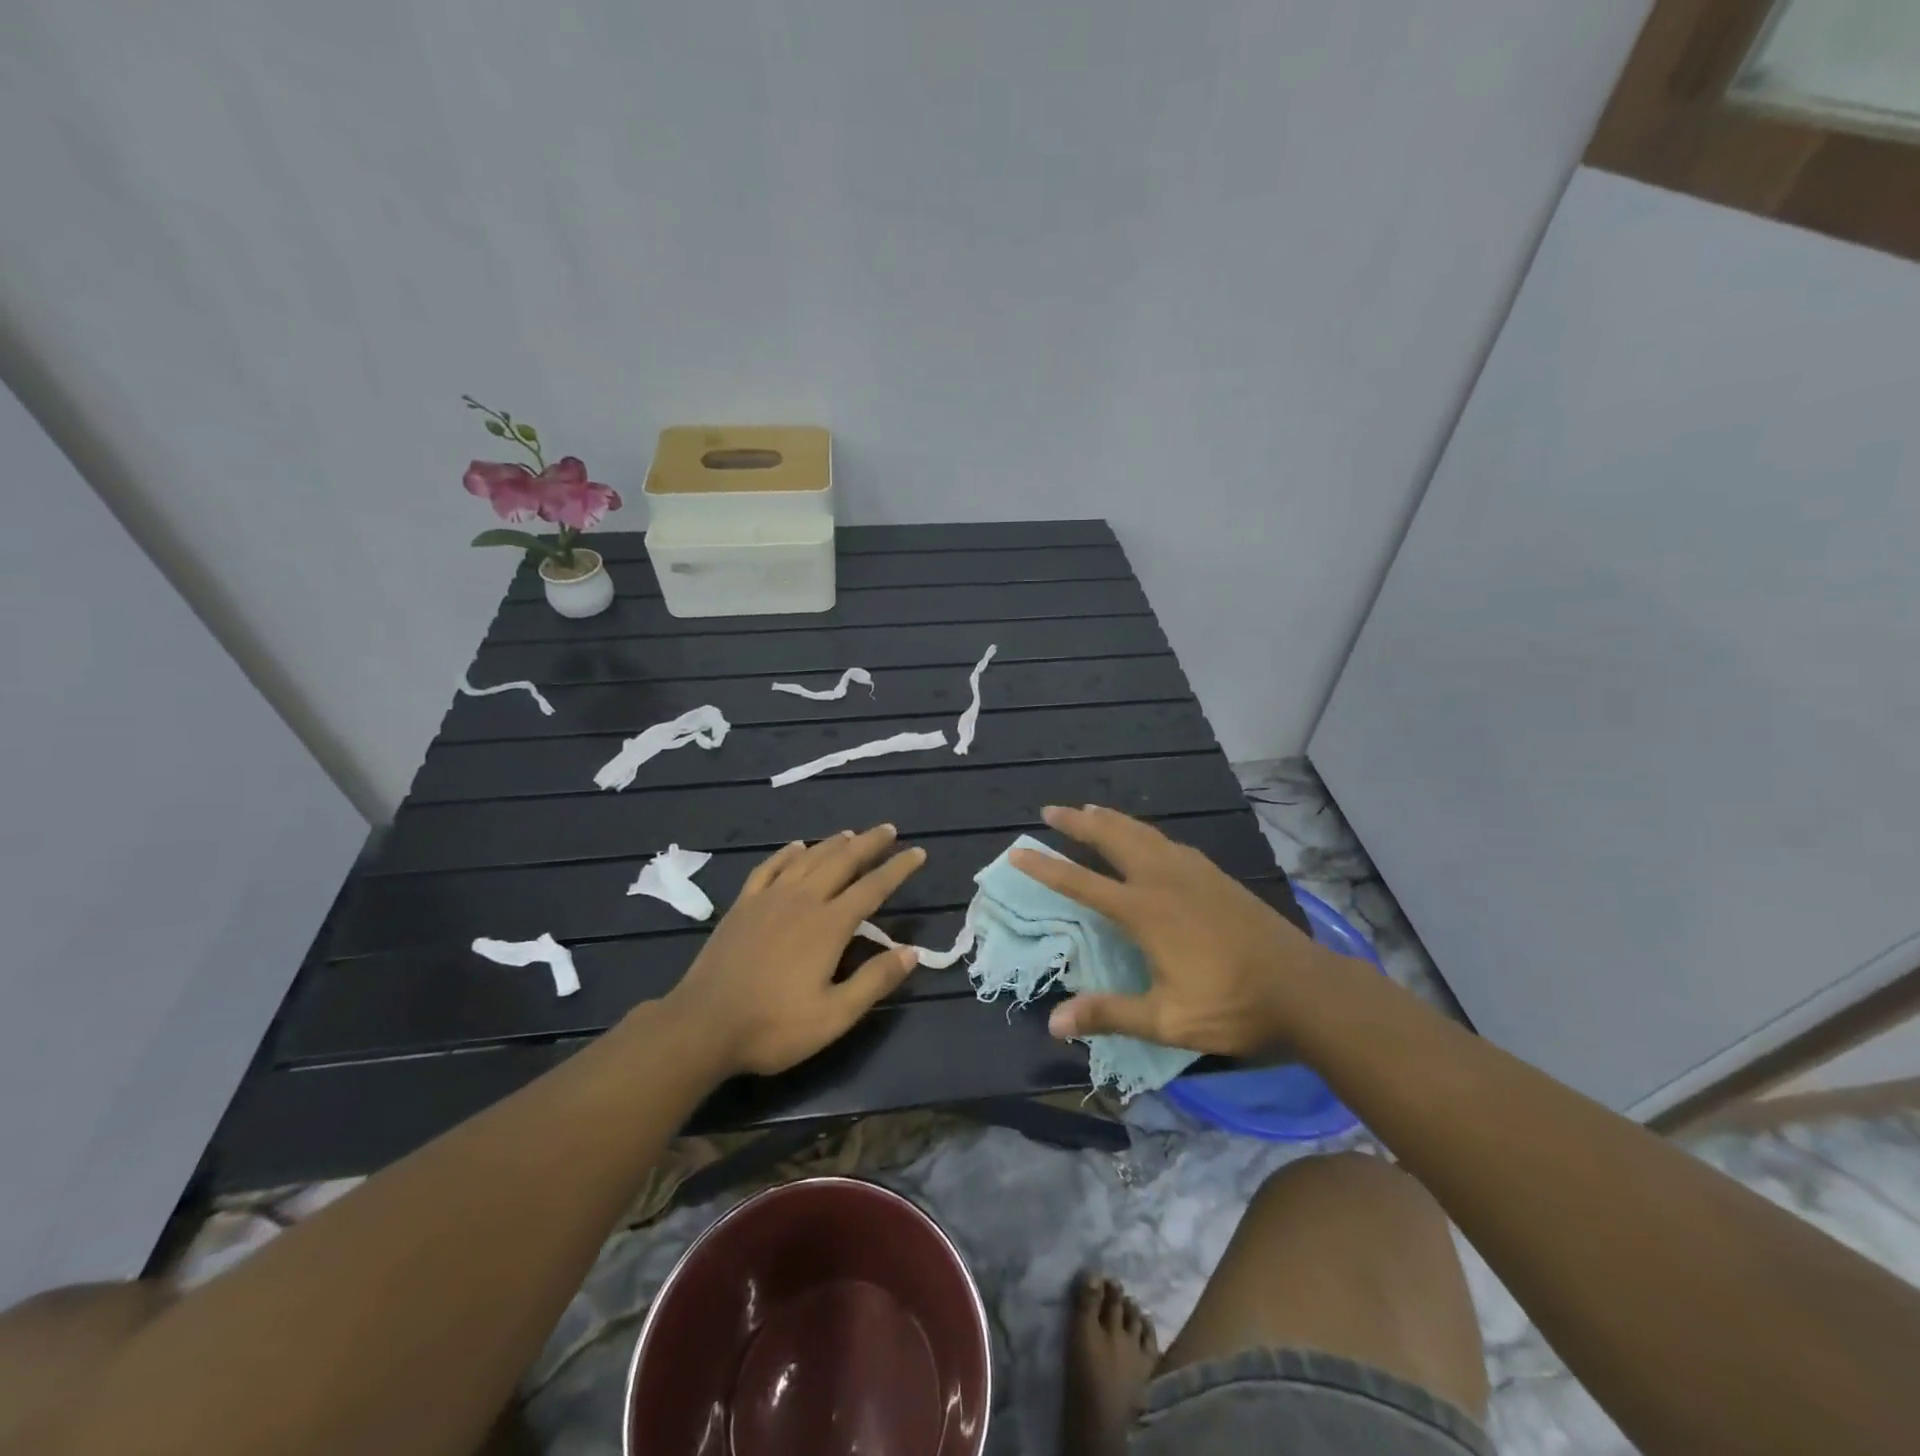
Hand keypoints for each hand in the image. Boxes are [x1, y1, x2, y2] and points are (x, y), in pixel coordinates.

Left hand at [659, 826, 925, 1076]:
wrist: (703, 1026)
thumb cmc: (773, 1026)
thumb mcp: (834, 1016)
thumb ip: (874, 981)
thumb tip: (912, 952)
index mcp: (828, 925)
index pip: (873, 888)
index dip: (898, 869)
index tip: (918, 852)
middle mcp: (802, 900)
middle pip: (842, 862)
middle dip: (869, 844)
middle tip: (888, 830)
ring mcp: (769, 899)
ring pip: (808, 859)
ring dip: (833, 843)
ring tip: (851, 834)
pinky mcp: (743, 905)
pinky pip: (769, 868)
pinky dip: (787, 853)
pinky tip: (796, 847)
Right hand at [1010, 805, 1349, 1055]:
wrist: (1304, 988)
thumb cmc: (1231, 1005)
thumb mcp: (1167, 1020)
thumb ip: (1110, 1014)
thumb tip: (1054, 1022)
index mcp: (1145, 911)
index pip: (1083, 883)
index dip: (1046, 868)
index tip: (1018, 851)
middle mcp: (1164, 880)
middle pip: (1112, 839)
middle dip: (1077, 822)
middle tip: (1050, 809)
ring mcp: (1194, 873)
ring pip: (1143, 834)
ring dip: (1111, 821)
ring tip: (1090, 811)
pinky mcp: (1216, 876)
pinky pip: (1169, 843)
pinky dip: (1145, 833)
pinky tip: (1149, 839)